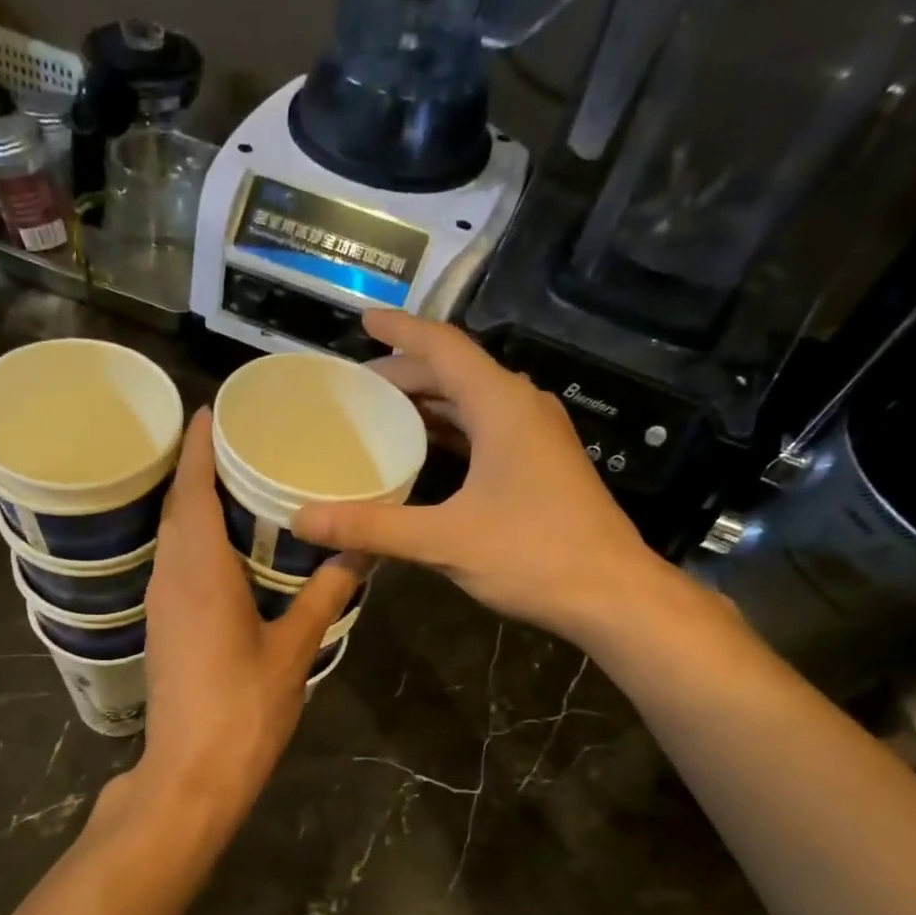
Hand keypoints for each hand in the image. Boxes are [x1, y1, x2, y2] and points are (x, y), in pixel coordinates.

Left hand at [131, 410, 362, 838]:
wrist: (192, 773)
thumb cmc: (244, 708)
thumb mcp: (294, 649)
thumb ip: (325, 595)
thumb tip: (357, 550)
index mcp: (200, 570)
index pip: (193, 489)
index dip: (198, 446)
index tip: (209, 409)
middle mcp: (170, 576)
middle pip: (177, 506)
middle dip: (197, 468)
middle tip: (235, 439)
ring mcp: (160, 603)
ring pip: (171, 536)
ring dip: (193, 503)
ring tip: (233, 481)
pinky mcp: (161, 627)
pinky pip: (173, 563)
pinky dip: (193, 538)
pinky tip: (223, 545)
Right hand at [293, 311, 701, 649]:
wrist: (613, 595)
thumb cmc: (533, 555)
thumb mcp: (444, 540)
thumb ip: (372, 527)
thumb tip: (302, 521)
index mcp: (501, 405)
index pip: (443, 347)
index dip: (400, 330)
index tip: (362, 320)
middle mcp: (521, 407)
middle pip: (455, 373)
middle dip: (405, 374)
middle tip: (355, 388)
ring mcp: (536, 437)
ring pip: (472, 403)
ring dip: (427, 404)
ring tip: (379, 416)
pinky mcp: (541, 465)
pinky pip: (485, 431)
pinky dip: (449, 433)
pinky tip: (423, 456)